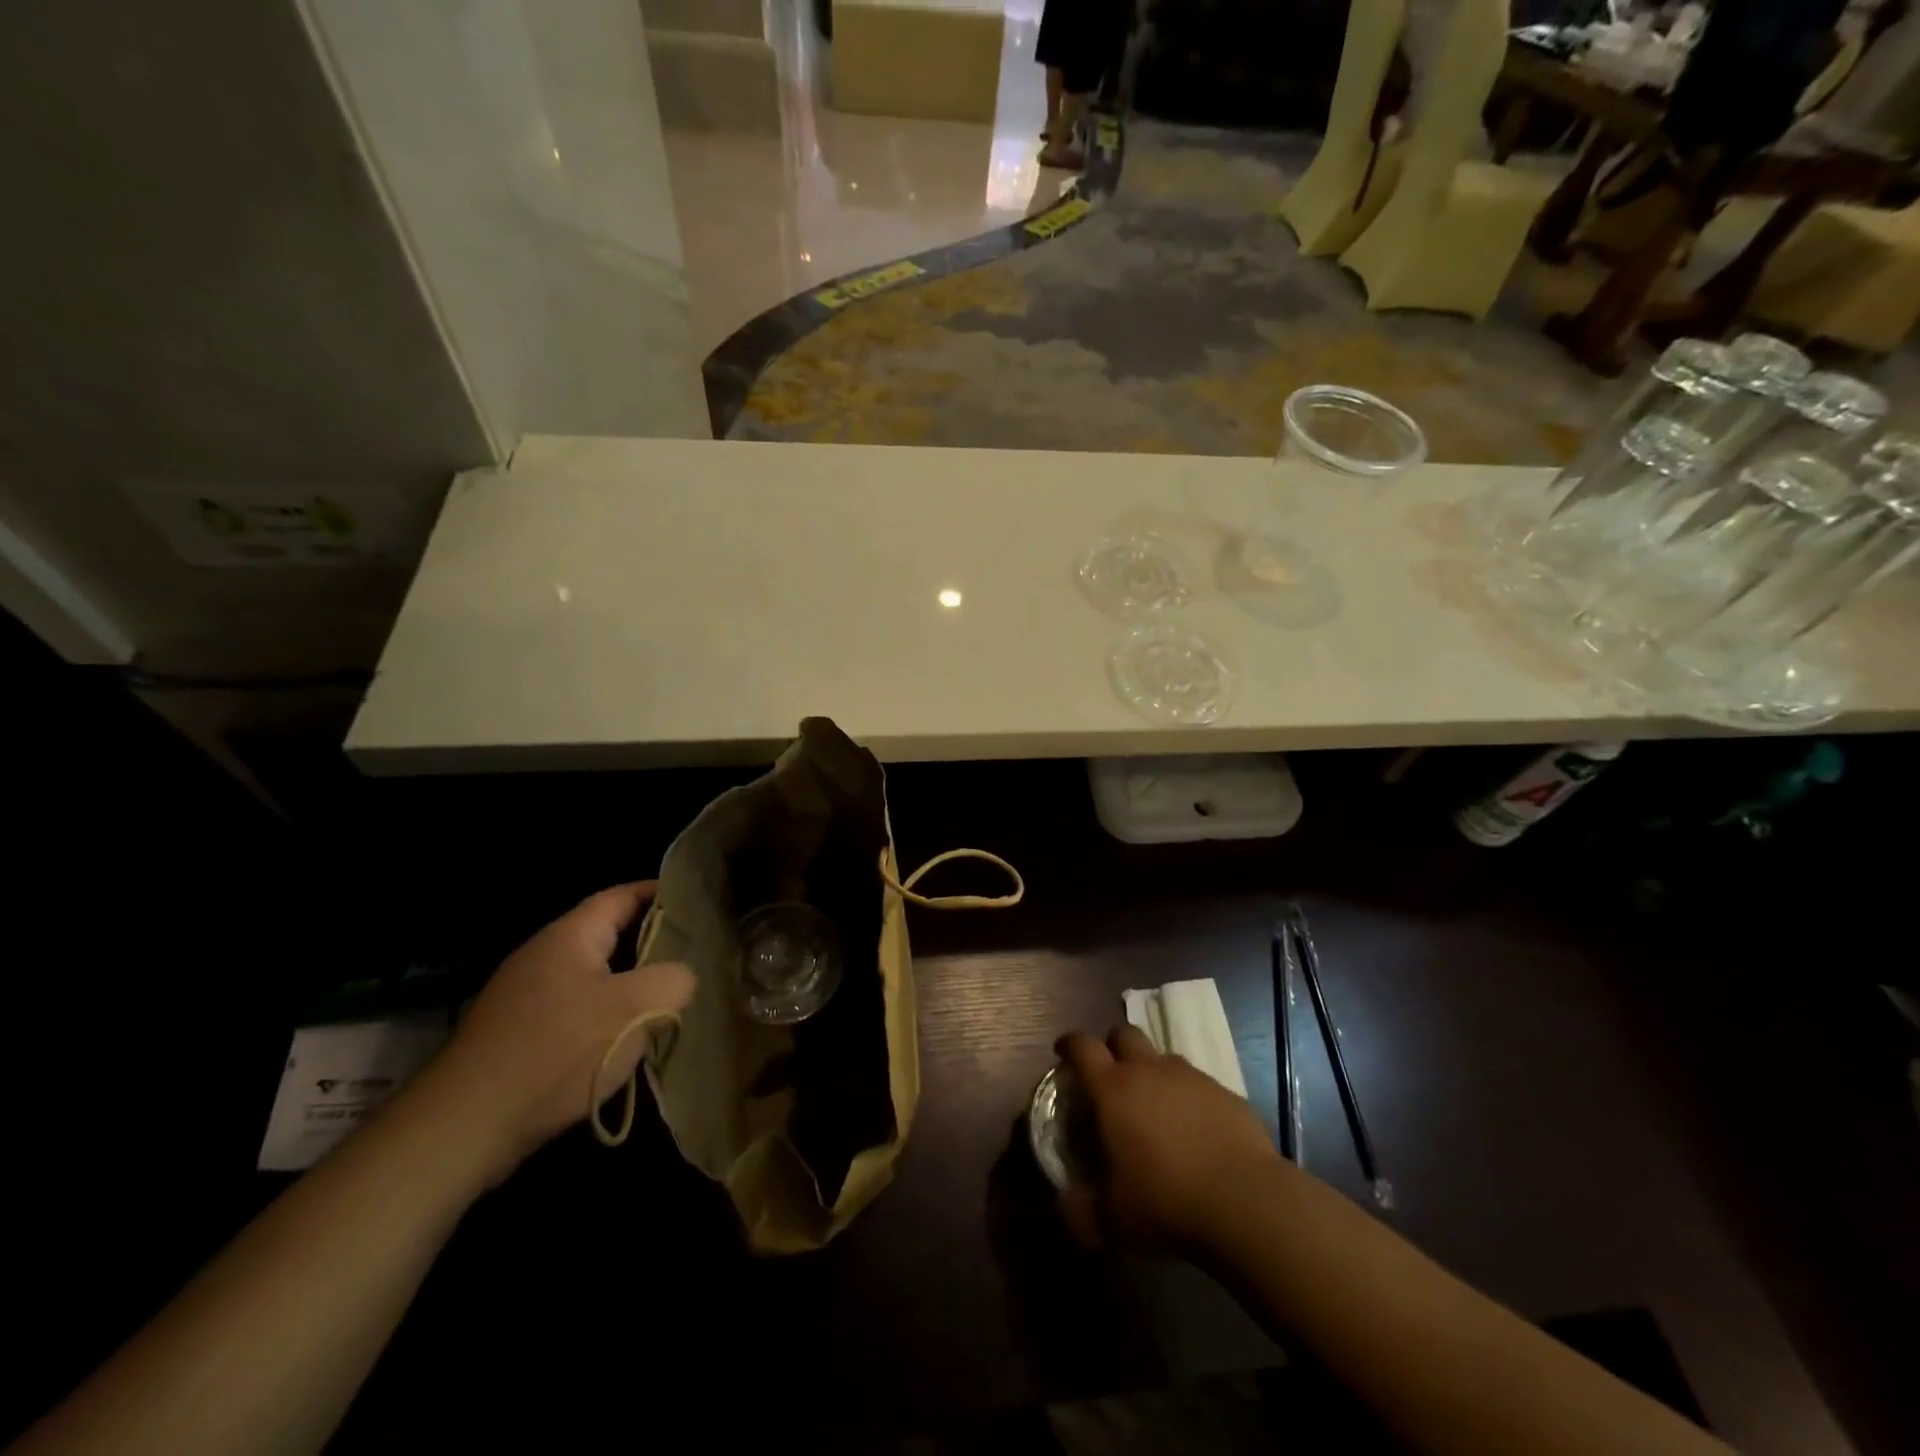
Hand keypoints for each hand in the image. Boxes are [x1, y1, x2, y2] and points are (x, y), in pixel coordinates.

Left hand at [417, 882, 694, 1180]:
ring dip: (631, 980)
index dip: (660, 892)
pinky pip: (576, 1008)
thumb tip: (682, 977)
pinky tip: (628, 1036)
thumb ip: (674, 979)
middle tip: (696, 949)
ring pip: (594, 975)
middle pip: (608, 934)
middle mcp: (544, 956)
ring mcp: (526, 997)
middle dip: (652, 939)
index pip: (621, 895)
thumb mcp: (635, 1007)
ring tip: (672, 992)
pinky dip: (607, 1012)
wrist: (464, 1128)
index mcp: (569, 936)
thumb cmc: (557, 1052)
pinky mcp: (519, 1035)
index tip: (696, 899)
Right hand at [1058, 1025, 1279, 1252]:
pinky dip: (1188, 1097)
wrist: (1246, 1201)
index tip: (1063, 1051)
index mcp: (1113, 1089)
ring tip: (1155, 1105)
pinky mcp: (1225, 1092)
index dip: (1069, 1044)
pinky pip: (1198, 1083)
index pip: (1082, 1046)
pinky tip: (1195, 1129)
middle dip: (1112, 1046)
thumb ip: (1081, 1210)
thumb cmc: (1166, 1202)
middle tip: (1110, 1074)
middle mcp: (1149, 1070)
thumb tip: (1065, 1205)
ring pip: (1163, 1057)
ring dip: (1153, 1071)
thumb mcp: (1112, 1219)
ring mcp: (1190, 1077)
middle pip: (1124, 1034)